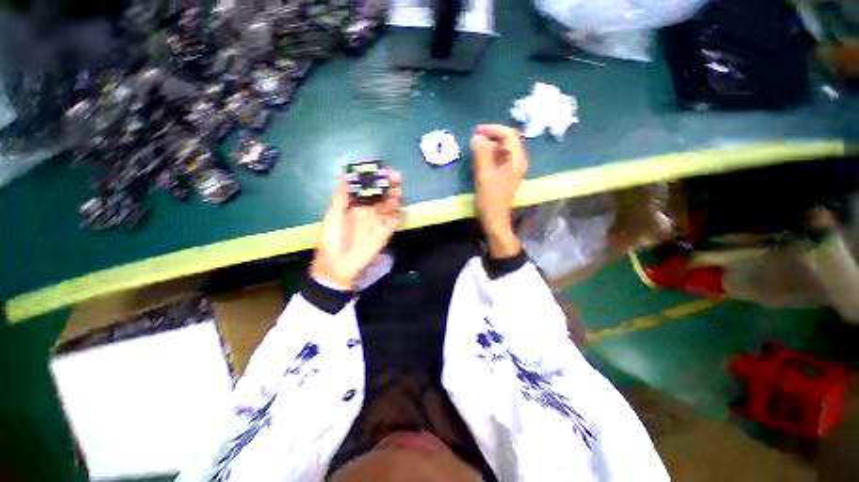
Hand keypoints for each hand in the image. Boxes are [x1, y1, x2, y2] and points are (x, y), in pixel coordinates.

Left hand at [311, 171, 402, 289]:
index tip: (381, 170)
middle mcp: (369, 212)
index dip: (375, 179)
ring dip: (395, 197)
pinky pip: (394, 222)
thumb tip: (344, 175)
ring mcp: (378, 222)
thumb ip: (341, 196)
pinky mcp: (385, 233)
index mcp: (355, 206)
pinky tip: (396, 208)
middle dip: (389, 185)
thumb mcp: (332, 215)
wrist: (337, 265)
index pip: (369, 189)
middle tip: (395, 176)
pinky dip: (397, 214)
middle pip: (382, 196)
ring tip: (397, 190)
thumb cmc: (331, 239)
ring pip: (390, 206)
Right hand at [471, 124, 528, 257]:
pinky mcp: (506, 175)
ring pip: (503, 150)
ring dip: (490, 145)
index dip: (493, 129)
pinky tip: (480, 159)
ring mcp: (513, 169)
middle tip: (474, 138)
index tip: (476, 131)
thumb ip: (481, 154)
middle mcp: (517, 162)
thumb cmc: (490, 200)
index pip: (509, 135)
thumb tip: (477, 137)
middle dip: (491, 136)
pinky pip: (499, 159)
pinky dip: (490, 155)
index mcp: (516, 161)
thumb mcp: (484, 176)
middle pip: (507, 141)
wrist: (495, 220)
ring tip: (475, 147)